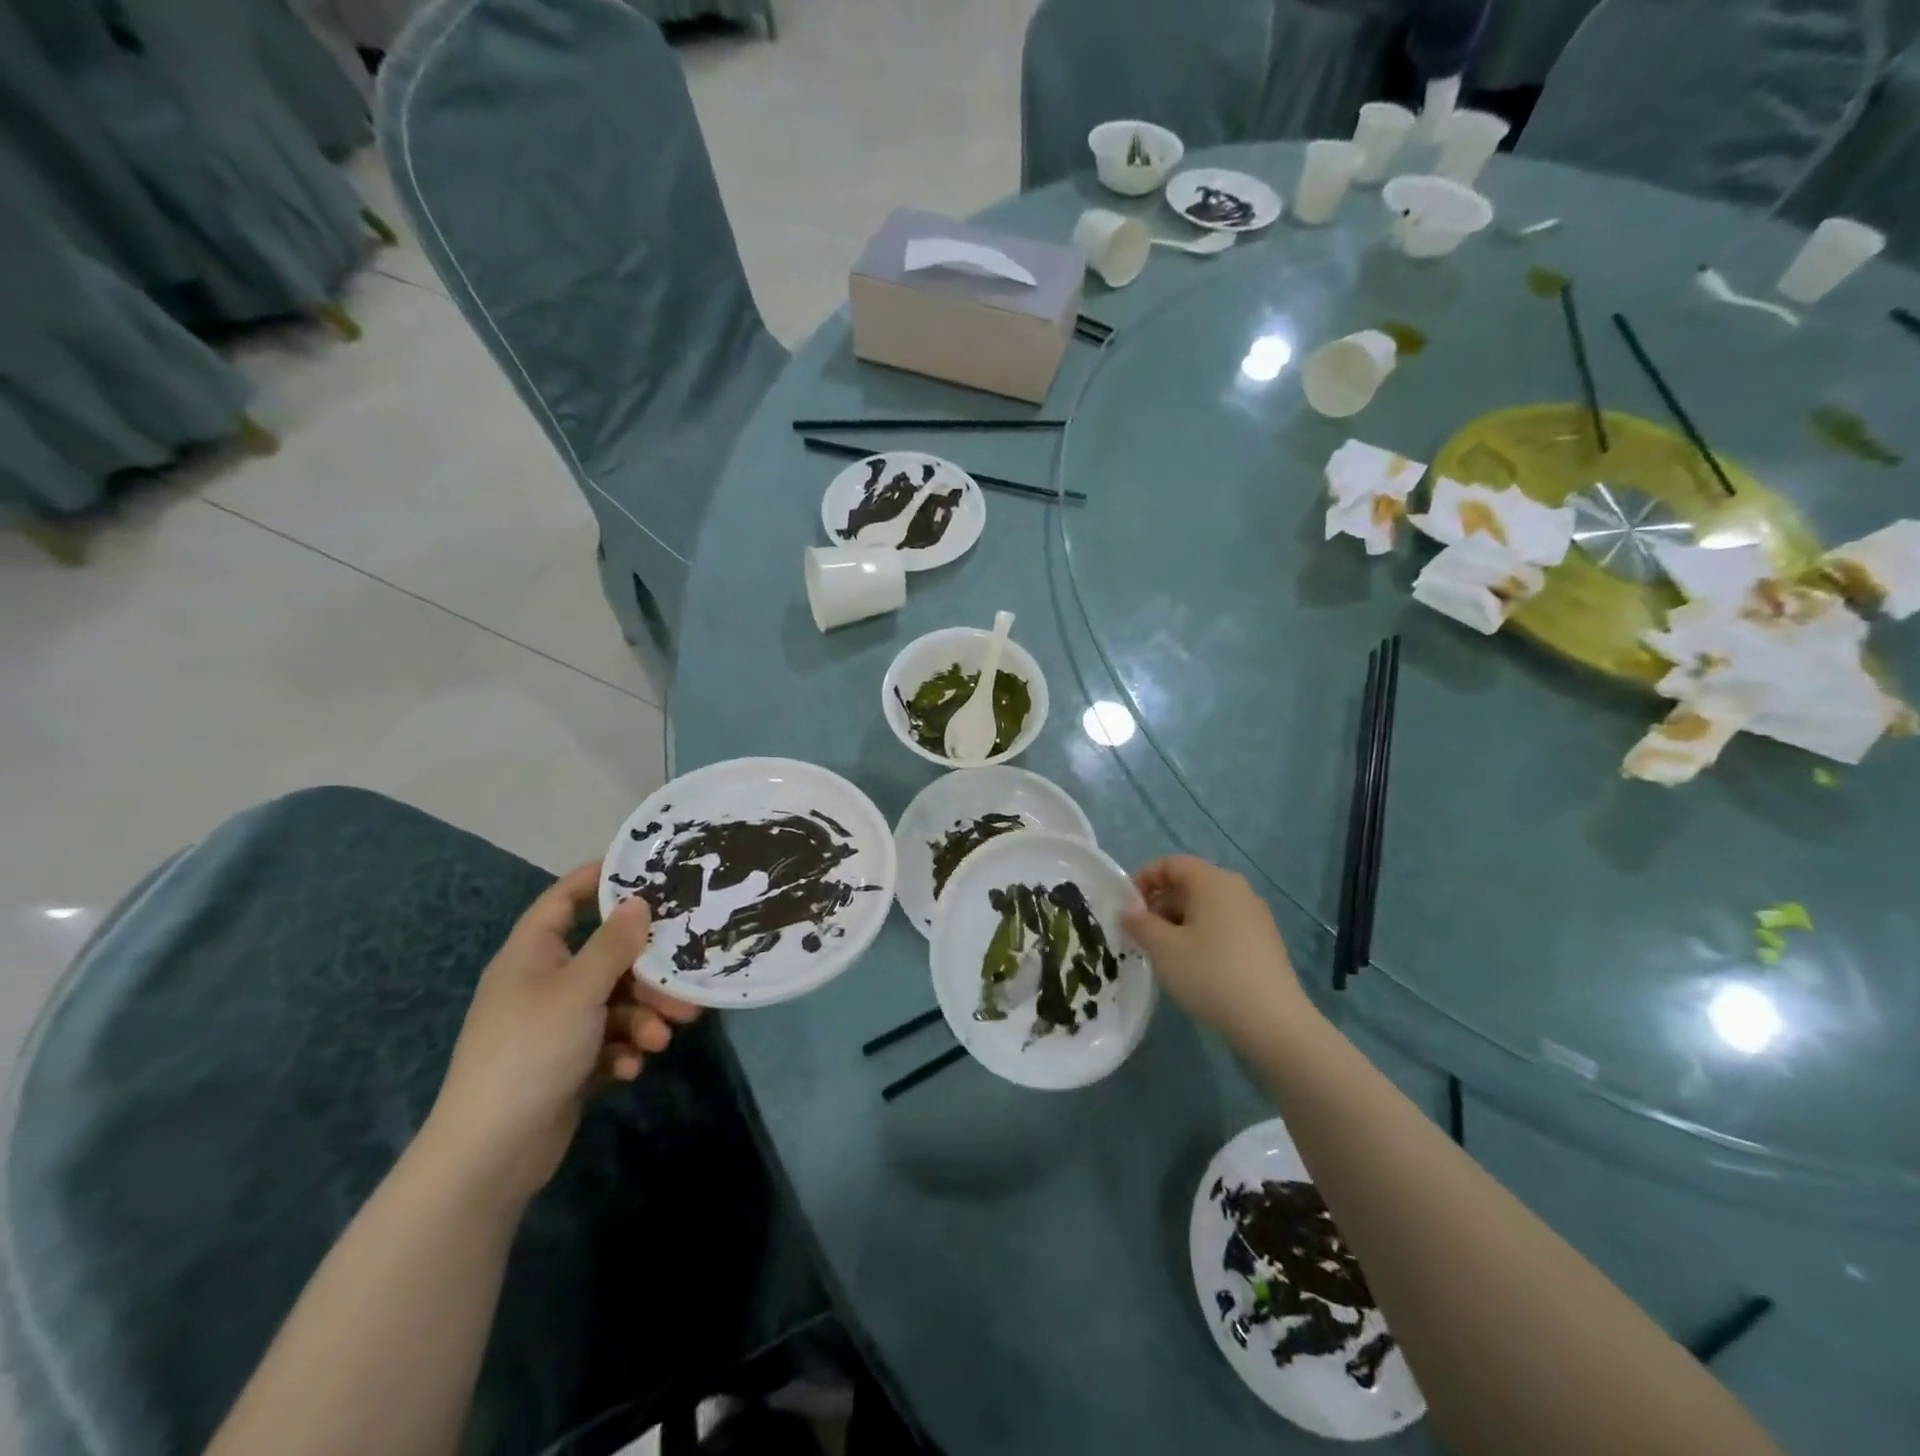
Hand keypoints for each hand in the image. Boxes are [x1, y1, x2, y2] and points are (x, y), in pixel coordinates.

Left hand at [420, 863, 699, 1209]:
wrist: (489, 1154)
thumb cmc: (531, 1052)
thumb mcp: (579, 990)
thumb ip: (613, 944)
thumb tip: (638, 901)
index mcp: (532, 954)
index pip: (564, 899)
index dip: (599, 878)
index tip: (646, 869)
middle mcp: (543, 982)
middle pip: (606, 957)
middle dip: (647, 973)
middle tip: (684, 984)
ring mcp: (553, 1024)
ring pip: (614, 1002)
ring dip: (642, 1017)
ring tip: (662, 1039)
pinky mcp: (565, 1061)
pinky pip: (606, 1039)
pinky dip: (622, 1049)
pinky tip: (628, 1068)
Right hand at [1121, 856, 1314, 1043]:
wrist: (1273, 1022)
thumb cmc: (1210, 974)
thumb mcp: (1163, 948)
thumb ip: (1140, 923)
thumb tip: (1129, 910)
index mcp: (1212, 880)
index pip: (1170, 864)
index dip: (1143, 879)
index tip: (1127, 910)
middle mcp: (1237, 889)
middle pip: (1188, 884)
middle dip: (1159, 906)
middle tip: (1141, 938)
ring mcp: (1255, 915)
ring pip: (1206, 908)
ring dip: (1179, 924)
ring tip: (1165, 957)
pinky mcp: (1265, 941)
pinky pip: (1223, 926)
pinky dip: (1202, 936)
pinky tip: (1196, 968)